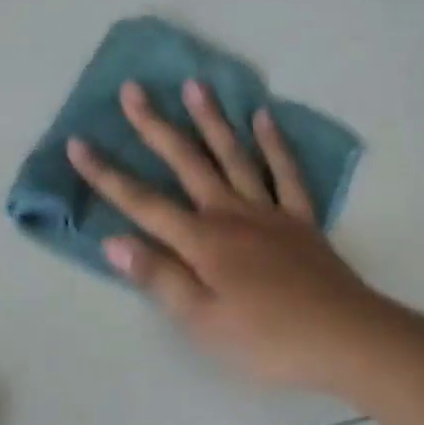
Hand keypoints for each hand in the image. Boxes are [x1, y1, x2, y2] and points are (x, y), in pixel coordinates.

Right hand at [66, 79, 407, 392]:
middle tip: (134, 90)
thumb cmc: (267, 339)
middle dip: (156, 126)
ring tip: (196, 85)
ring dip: (212, 120)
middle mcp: (231, 214)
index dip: (107, 175)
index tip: (78, 143)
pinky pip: (286, 173)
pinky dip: (274, 144)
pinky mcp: (301, 219)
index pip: (143, 203)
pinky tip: (264, 118)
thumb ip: (159, 277)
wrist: (345, 338)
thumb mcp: (202, 321)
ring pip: (235, 156)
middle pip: (187, 163)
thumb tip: (113, 240)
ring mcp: (269, 212)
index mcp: (203, 241)